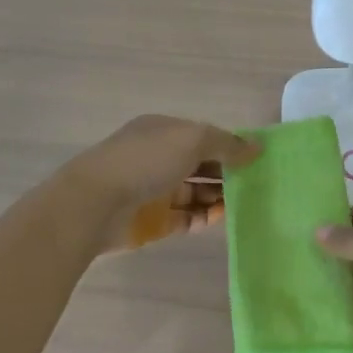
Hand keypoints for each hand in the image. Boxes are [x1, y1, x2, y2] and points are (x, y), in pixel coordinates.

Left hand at [64, 115, 259, 250]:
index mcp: (163, 131)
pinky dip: (204, 217)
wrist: (95, 204)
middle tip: (257, 183)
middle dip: (227, 172)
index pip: (203, 136)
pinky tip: (222, 217)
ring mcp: (154, 190)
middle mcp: (158, 158)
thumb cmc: (145, 161)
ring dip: (218, 196)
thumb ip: (227, 144)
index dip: (229, 145)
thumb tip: (257, 147)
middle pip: (200, 165)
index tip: (256, 158)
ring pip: (195, 192)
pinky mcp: (152, 221)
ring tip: (245, 202)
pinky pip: (185, 217)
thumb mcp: (192, 140)